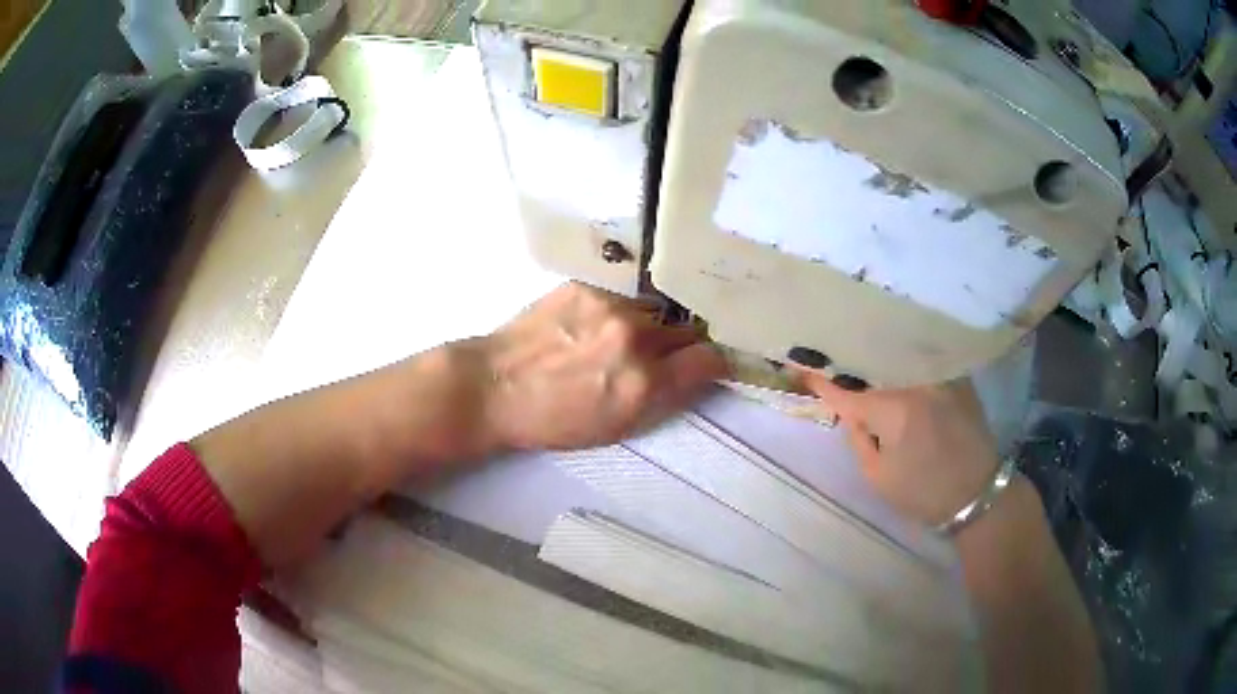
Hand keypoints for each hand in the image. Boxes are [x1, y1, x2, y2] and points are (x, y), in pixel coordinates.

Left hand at [468, 282, 728, 450]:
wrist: (494, 385)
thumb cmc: (552, 420)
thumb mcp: (615, 428)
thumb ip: (662, 399)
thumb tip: (695, 374)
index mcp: (643, 383)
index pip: (709, 359)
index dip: (714, 363)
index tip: (709, 365)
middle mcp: (634, 339)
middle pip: (687, 330)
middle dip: (683, 344)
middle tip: (665, 355)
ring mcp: (610, 306)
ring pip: (656, 310)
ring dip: (651, 325)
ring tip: (624, 338)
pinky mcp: (587, 286)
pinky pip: (623, 296)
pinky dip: (620, 311)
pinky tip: (596, 324)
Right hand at [798, 372, 999, 527]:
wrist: (977, 492)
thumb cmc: (923, 492)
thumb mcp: (877, 476)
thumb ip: (858, 436)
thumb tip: (848, 408)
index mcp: (894, 408)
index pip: (846, 388)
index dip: (821, 379)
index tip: (799, 368)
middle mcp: (916, 379)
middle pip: (871, 360)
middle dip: (846, 361)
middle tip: (825, 359)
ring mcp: (939, 373)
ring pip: (897, 355)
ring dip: (874, 356)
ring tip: (855, 354)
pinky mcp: (955, 374)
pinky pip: (920, 359)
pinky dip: (901, 359)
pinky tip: (891, 360)